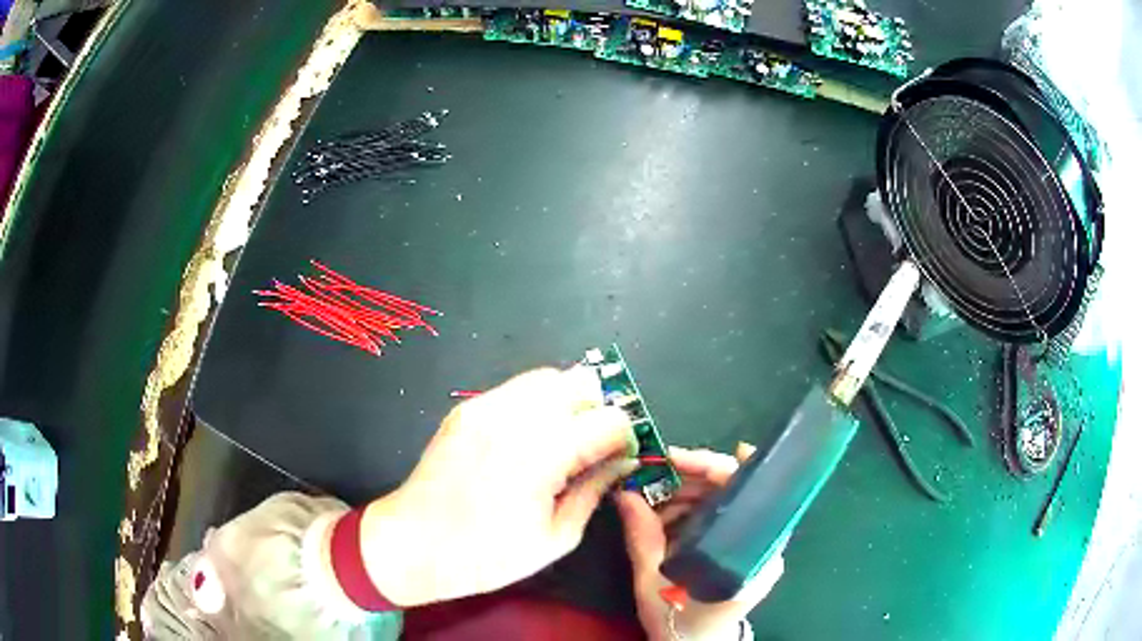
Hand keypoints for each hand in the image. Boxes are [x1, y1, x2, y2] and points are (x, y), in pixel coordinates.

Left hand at [361, 367, 638, 605]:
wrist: (413, 542)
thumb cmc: (487, 554)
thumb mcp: (555, 537)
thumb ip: (594, 490)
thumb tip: (622, 462)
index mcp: (543, 452)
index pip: (610, 419)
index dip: (624, 438)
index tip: (619, 459)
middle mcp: (516, 416)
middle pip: (582, 383)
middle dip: (597, 411)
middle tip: (592, 448)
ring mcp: (487, 405)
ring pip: (549, 378)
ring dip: (567, 402)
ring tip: (562, 441)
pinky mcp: (467, 407)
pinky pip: (516, 389)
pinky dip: (536, 404)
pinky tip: (528, 439)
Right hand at [615, 445, 785, 640]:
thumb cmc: (677, 620)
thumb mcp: (651, 580)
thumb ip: (641, 535)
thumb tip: (623, 492)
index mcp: (751, 554)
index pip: (745, 493)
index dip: (717, 468)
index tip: (681, 457)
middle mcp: (764, 544)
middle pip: (734, 492)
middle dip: (691, 481)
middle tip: (653, 478)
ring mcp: (756, 546)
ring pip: (726, 502)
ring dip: (689, 495)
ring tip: (653, 500)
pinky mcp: (744, 549)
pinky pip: (721, 517)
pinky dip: (693, 511)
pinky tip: (666, 516)